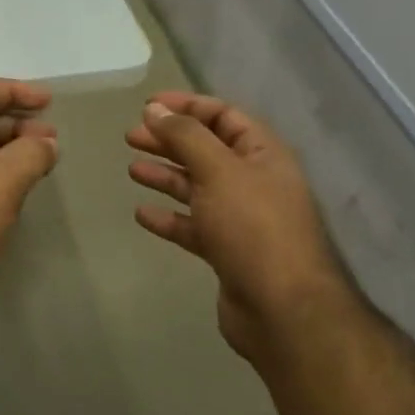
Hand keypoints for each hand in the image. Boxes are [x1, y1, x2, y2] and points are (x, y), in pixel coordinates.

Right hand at [127, 92, 351, 364]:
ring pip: (197, 188)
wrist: (283, 309)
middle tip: (131, 136)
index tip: (148, 105)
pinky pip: (193, 226)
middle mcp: (254, 181)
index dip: (187, 106)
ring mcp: (241, 219)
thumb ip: (185, 136)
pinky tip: (142, 214)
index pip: (223, 116)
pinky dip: (169, 218)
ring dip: (166, 176)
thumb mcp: (218, 170)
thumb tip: (155, 109)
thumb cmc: (253, 227)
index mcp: (262, 154)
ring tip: (132, 169)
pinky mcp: (227, 251)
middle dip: (169, 140)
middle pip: (206, 150)